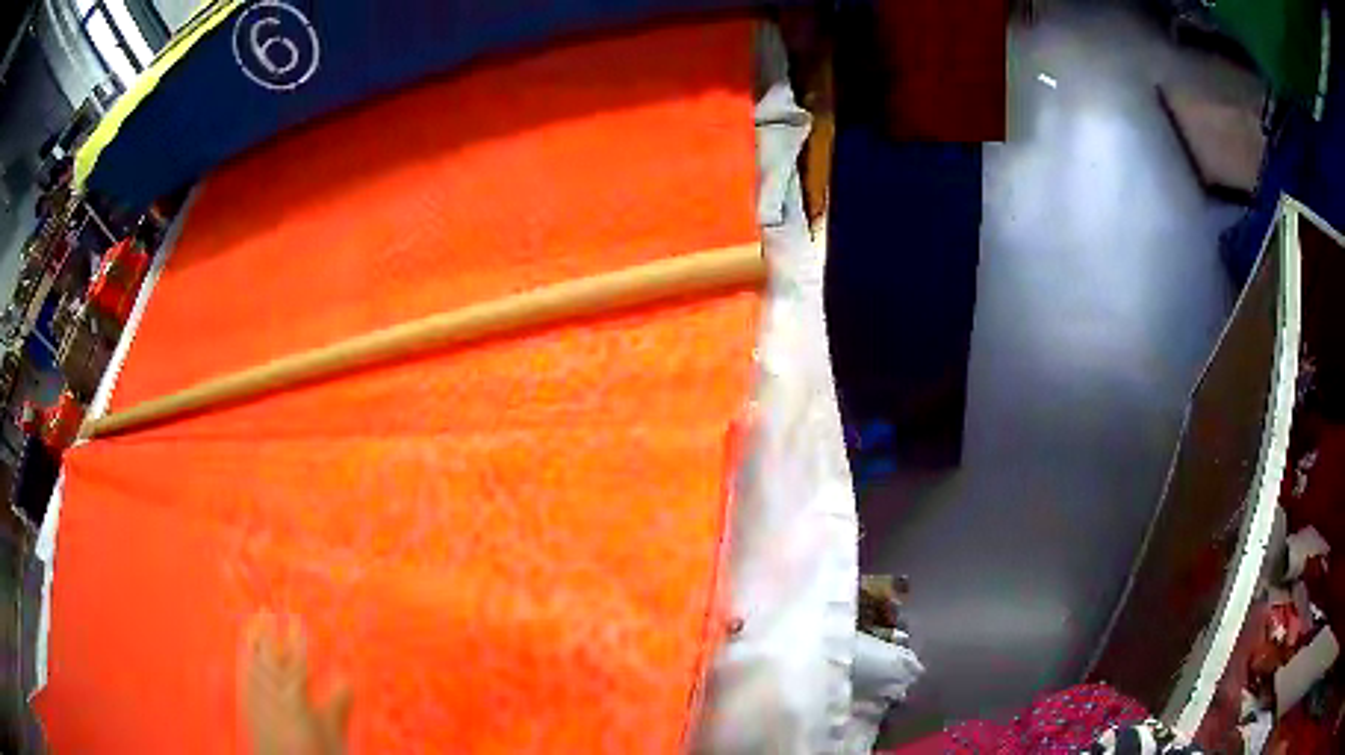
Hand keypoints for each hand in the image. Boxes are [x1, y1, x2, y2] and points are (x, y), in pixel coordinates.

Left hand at [240, 612, 351, 754]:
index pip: (295, 661)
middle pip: (268, 658)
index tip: (296, 619)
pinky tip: (245, 659)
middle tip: (266, 608)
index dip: (296, 639)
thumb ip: (337, 707)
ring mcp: (258, 704)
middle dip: (267, 632)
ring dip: (252, 644)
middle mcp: (272, 697)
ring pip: (253, 666)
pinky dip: (245, 666)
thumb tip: (348, 680)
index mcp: (295, 699)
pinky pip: (244, 682)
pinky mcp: (249, 714)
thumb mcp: (333, 736)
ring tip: (252, 624)